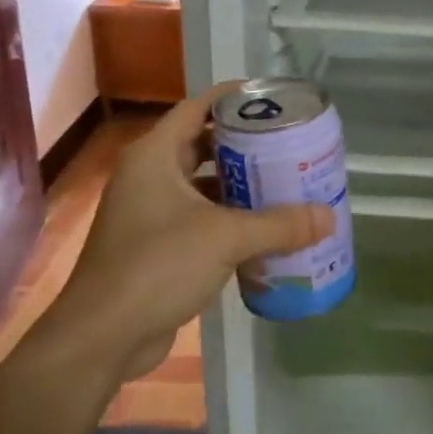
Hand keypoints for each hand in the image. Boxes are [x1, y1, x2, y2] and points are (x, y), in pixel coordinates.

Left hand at [50, 84, 332, 381]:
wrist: (103, 336)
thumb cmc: (158, 265)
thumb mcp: (226, 238)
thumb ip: (280, 225)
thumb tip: (329, 217)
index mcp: (155, 155)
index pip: (198, 107)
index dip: (234, 98)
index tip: (273, 97)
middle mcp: (148, 175)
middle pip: (202, 144)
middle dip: (244, 144)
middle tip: (288, 144)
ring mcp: (148, 212)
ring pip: (201, 184)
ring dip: (238, 184)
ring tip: (283, 182)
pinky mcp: (154, 245)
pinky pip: (198, 217)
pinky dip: (228, 218)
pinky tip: (262, 228)